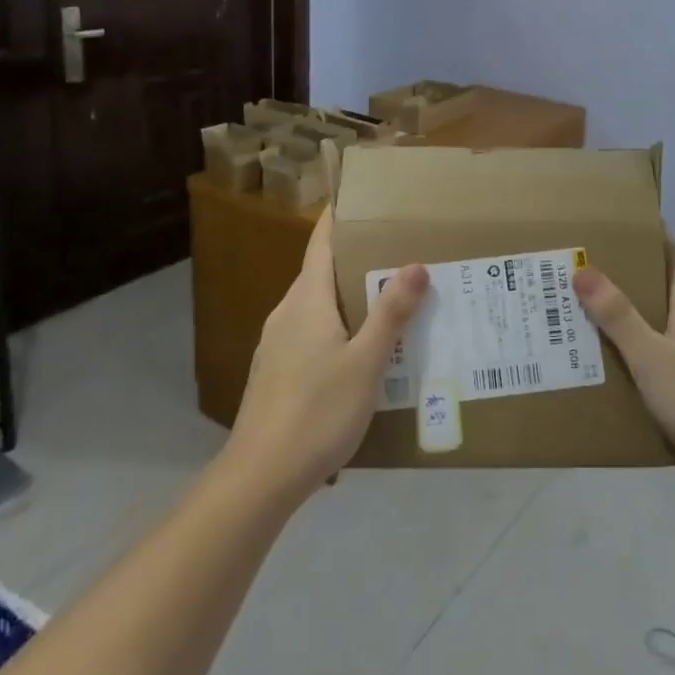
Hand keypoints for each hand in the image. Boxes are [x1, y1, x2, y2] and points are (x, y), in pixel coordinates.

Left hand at [226, 208, 426, 501]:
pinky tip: (359, 352)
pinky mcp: (274, 372)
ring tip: (387, 301)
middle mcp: (286, 313)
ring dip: (347, 297)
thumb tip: (415, 264)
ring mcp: (275, 344)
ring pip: (316, 306)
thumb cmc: (317, 412)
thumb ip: (390, 313)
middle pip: (320, 272)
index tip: (361, 196)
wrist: (259, 478)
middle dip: (355, 259)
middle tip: (397, 252)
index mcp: (307, 301)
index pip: (321, 242)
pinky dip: (335, 328)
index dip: (338, 217)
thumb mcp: (366, 363)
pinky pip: (309, 334)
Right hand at [574, 243, 674, 496]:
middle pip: (660, 285)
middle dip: (625, 275)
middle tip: (583, 266)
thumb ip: (617, 314)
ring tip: (584, 309)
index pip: (671, 253)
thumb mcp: (650, 354)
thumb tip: (583, 269)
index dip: (648, 235)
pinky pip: (659, 352)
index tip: (614, 224)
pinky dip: (635, 347)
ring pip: (658, 321)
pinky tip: (609, 358)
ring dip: (627, 313)